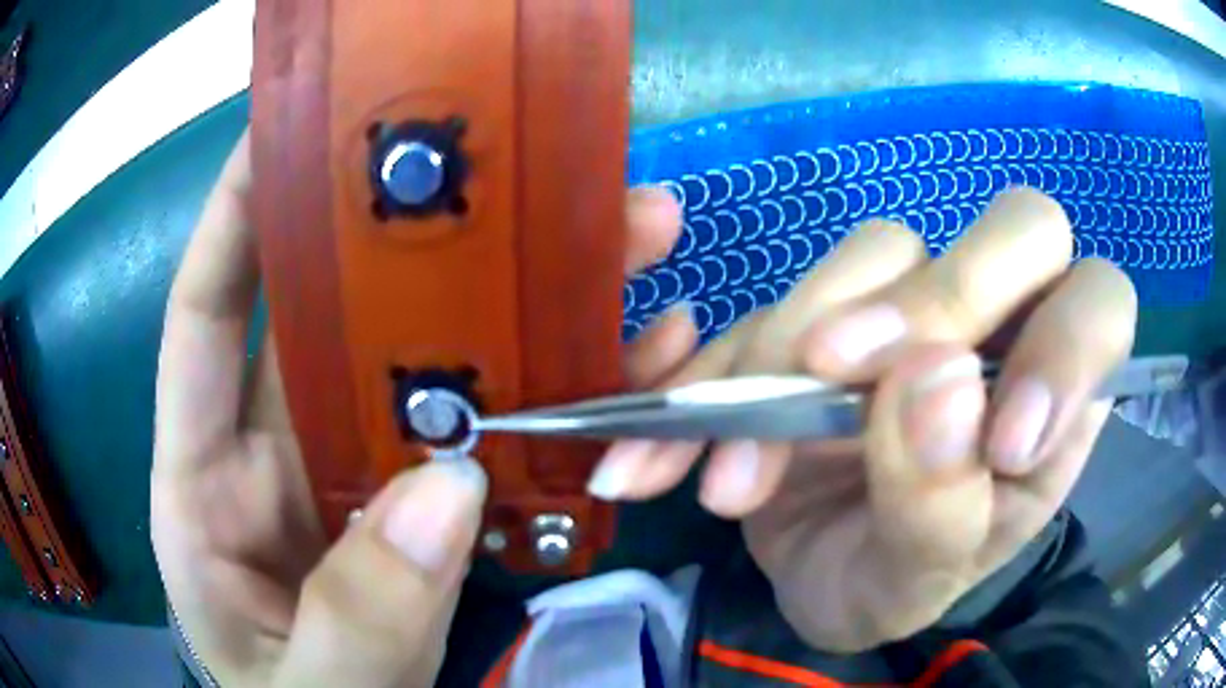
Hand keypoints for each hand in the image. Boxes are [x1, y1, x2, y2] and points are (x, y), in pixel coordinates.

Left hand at [151, 134, 690, 685]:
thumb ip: (354, 617)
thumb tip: (447, 492)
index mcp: (205, 482)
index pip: (205, 317)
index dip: (236, 216)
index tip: (293, 131)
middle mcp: (277, 451)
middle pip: (344, 314)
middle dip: (425, 234)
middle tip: (521, 169)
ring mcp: (359, 474)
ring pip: (437, 359)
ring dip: (523, 299)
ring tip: (621, 235)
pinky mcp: (426, 509)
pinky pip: (492, 431)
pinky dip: (557, 394)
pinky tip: (630, 358)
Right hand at [586, 188, 1136, 651]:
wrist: (812, 580)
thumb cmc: (892, 587)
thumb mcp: (921, 581)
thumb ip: (944, 505)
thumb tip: (935, 385)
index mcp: (1056, 402)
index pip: (1098, 306)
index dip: (1065, 346)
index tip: (1002, 445)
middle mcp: (999, 330)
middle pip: (1012, 232)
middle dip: (934, 301)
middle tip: (840, 379)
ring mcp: (913, 309)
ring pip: (880, 250)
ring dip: (794, 349)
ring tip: (736, 476)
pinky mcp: (829, 314)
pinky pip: (777, 299)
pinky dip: (720, 368)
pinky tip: (675, 440)